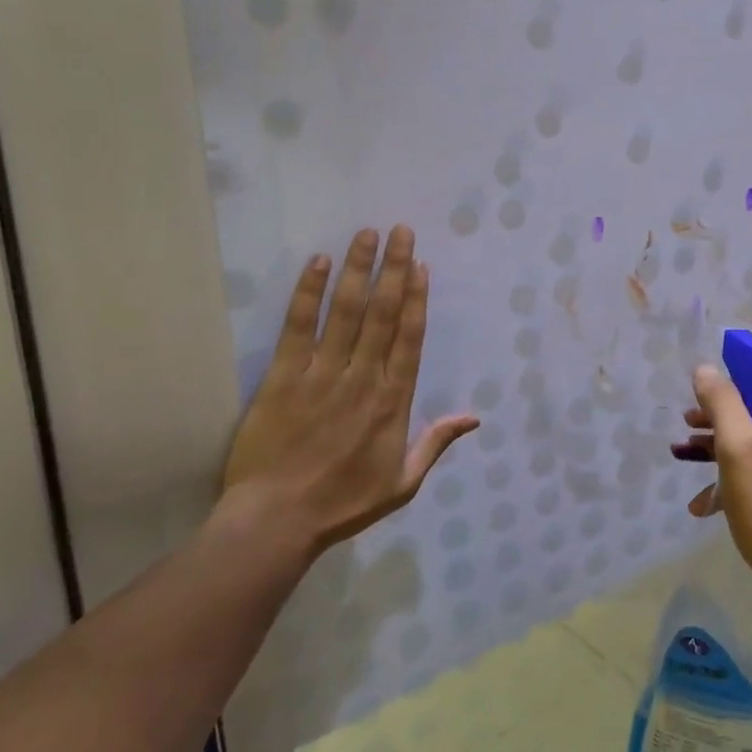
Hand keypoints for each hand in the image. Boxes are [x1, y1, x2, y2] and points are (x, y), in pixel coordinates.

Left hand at [220, 226, 477, 557]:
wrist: (277, 521)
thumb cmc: (343, 503)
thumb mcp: (403, 483)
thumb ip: (436, 443)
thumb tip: (474, 416)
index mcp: (393, 401)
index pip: (410, 337)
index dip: (417, 298)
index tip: (421, 265)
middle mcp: (363, 377)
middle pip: (383, 313)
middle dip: (394, 268)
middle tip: (401, 231)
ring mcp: (322, 373)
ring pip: (347, 311)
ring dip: (359, 270)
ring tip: (368, 234)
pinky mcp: (283, 376)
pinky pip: (299, 327)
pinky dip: (309, 293)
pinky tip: (319, 263)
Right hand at [672, 366, 751, 607]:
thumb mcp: (739, 449)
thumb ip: (722, 402)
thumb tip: (706, 371)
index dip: (732, 387)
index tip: (700, 400)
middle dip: (721, 425)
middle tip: (687, 430)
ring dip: (723, 456)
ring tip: (685, 460)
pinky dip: (741, 485)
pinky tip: (706, 505)